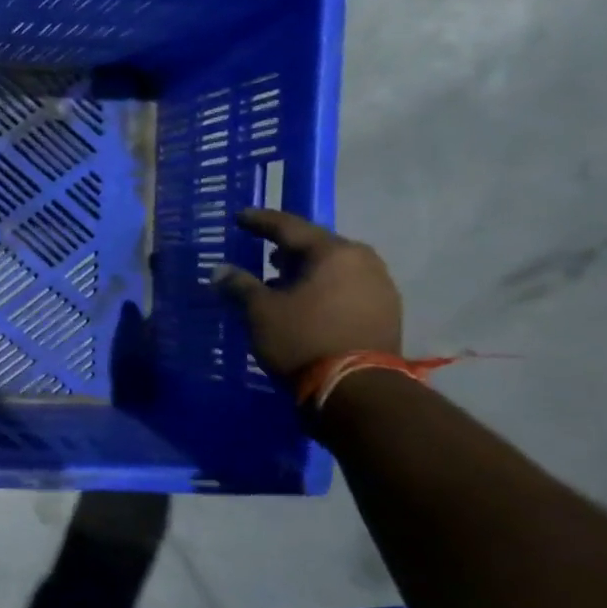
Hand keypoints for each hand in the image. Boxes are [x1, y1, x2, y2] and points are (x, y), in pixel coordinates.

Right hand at [214, 209, 402, 381]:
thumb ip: (239, 285)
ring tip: (280, 280)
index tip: (240, 217)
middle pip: (317, 246)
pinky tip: (303, 301)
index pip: (290, 227)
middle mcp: (363, 261)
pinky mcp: (385, 312)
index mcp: (334, 252)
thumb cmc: (302, 339)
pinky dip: (322, 288)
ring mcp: (380, 287)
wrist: (356, 390)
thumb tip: (221, 271)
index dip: (261, 222)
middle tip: (262, 251)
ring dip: (306, 271)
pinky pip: (346, 287)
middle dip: (287, 248)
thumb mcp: (260, 311)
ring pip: (333, 268)